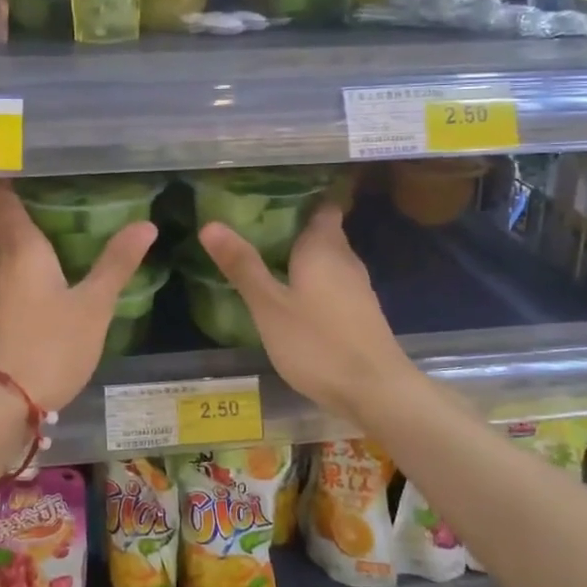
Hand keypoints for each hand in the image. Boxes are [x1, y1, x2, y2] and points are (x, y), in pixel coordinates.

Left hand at [0, 184, 156, 410]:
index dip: (8, 174)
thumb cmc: (51, 346)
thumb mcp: (94, 305)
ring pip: (1, 241)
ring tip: (53, 211)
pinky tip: (45, 260)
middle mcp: (1, 260)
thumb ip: (117, 262)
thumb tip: (145, 223)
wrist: (4, 403)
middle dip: (16, 195)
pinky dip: (21, 252)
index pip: (0, 196)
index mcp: (21, 247)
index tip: (30, 158)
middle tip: (49, 180)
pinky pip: (6, 265)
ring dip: (19, 224)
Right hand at [199, 204, 410, 420]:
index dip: (300, 196)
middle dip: (294, 226)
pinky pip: (333, 282)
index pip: (321, 205)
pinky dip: (313, 280)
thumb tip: (210, 224)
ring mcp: (357, 288)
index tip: (271, 194)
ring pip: (328, 258)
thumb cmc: (318, 343)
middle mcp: (345, 259)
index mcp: (323, 248)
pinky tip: (293, 295)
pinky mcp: (361, 313)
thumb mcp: (269, 307)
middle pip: (323, 231)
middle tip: (255, 225)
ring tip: (267, 256)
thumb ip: (242, 266)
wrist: (377, 392)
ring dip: (303, 255)